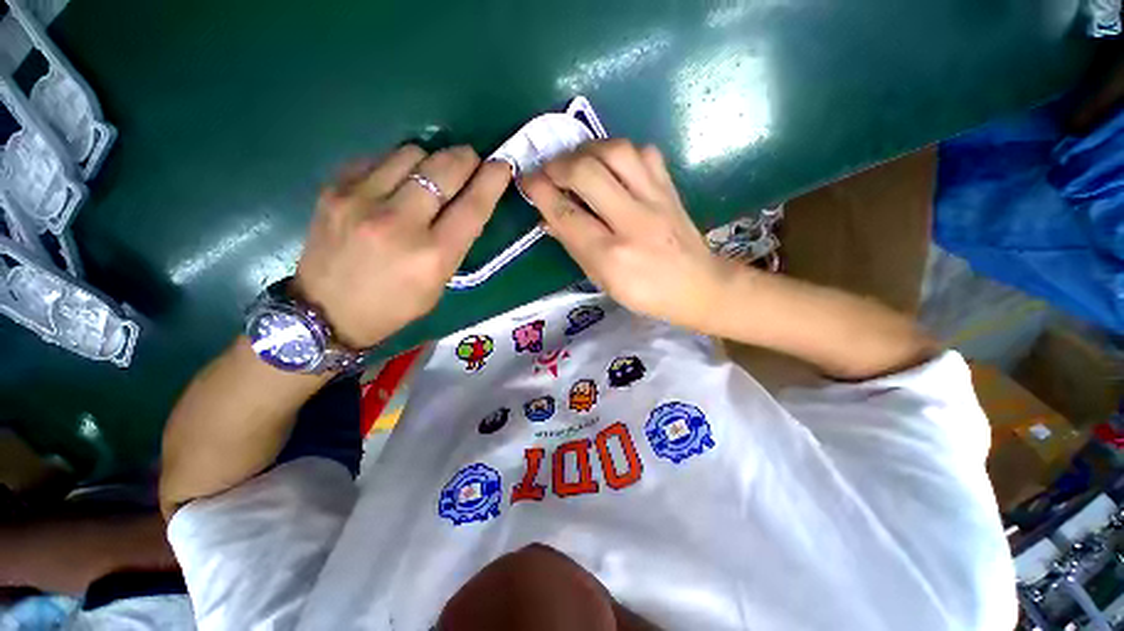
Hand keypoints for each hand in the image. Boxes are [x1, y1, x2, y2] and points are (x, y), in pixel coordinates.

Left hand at [294, 145, 510, 347]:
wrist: (325, 312)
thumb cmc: (394, 306)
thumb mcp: (439, 284)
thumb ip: (455, 243)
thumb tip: (465, 202)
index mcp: (432, 256)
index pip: (472, 206)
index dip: (492, 180)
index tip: (502, 164)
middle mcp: (399, 223)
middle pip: (444, 169)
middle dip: (465, 159)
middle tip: (471, 160)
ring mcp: (361, 201)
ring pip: (411, 153)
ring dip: (430, 160)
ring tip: (429, 175)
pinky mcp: (334, 189)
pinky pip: (378, 158)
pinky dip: (397, 164)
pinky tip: (396, 182)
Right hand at [521, 139, 732, 331]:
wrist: (698, 285)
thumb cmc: (645, 293)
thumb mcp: (602, 280)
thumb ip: (574, 246)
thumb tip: (549, 216)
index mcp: (612, 256)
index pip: (567, 214)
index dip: (541, 192)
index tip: (527, 181)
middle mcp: (633, 222)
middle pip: (587, 173)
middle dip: (558, 165)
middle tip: (548, 171)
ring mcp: (656, 200)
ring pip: (616, 151)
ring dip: (586, 150)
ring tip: (576, 162)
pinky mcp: (670, 187)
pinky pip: (642, 152)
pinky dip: (618, 152)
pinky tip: (609, 165)